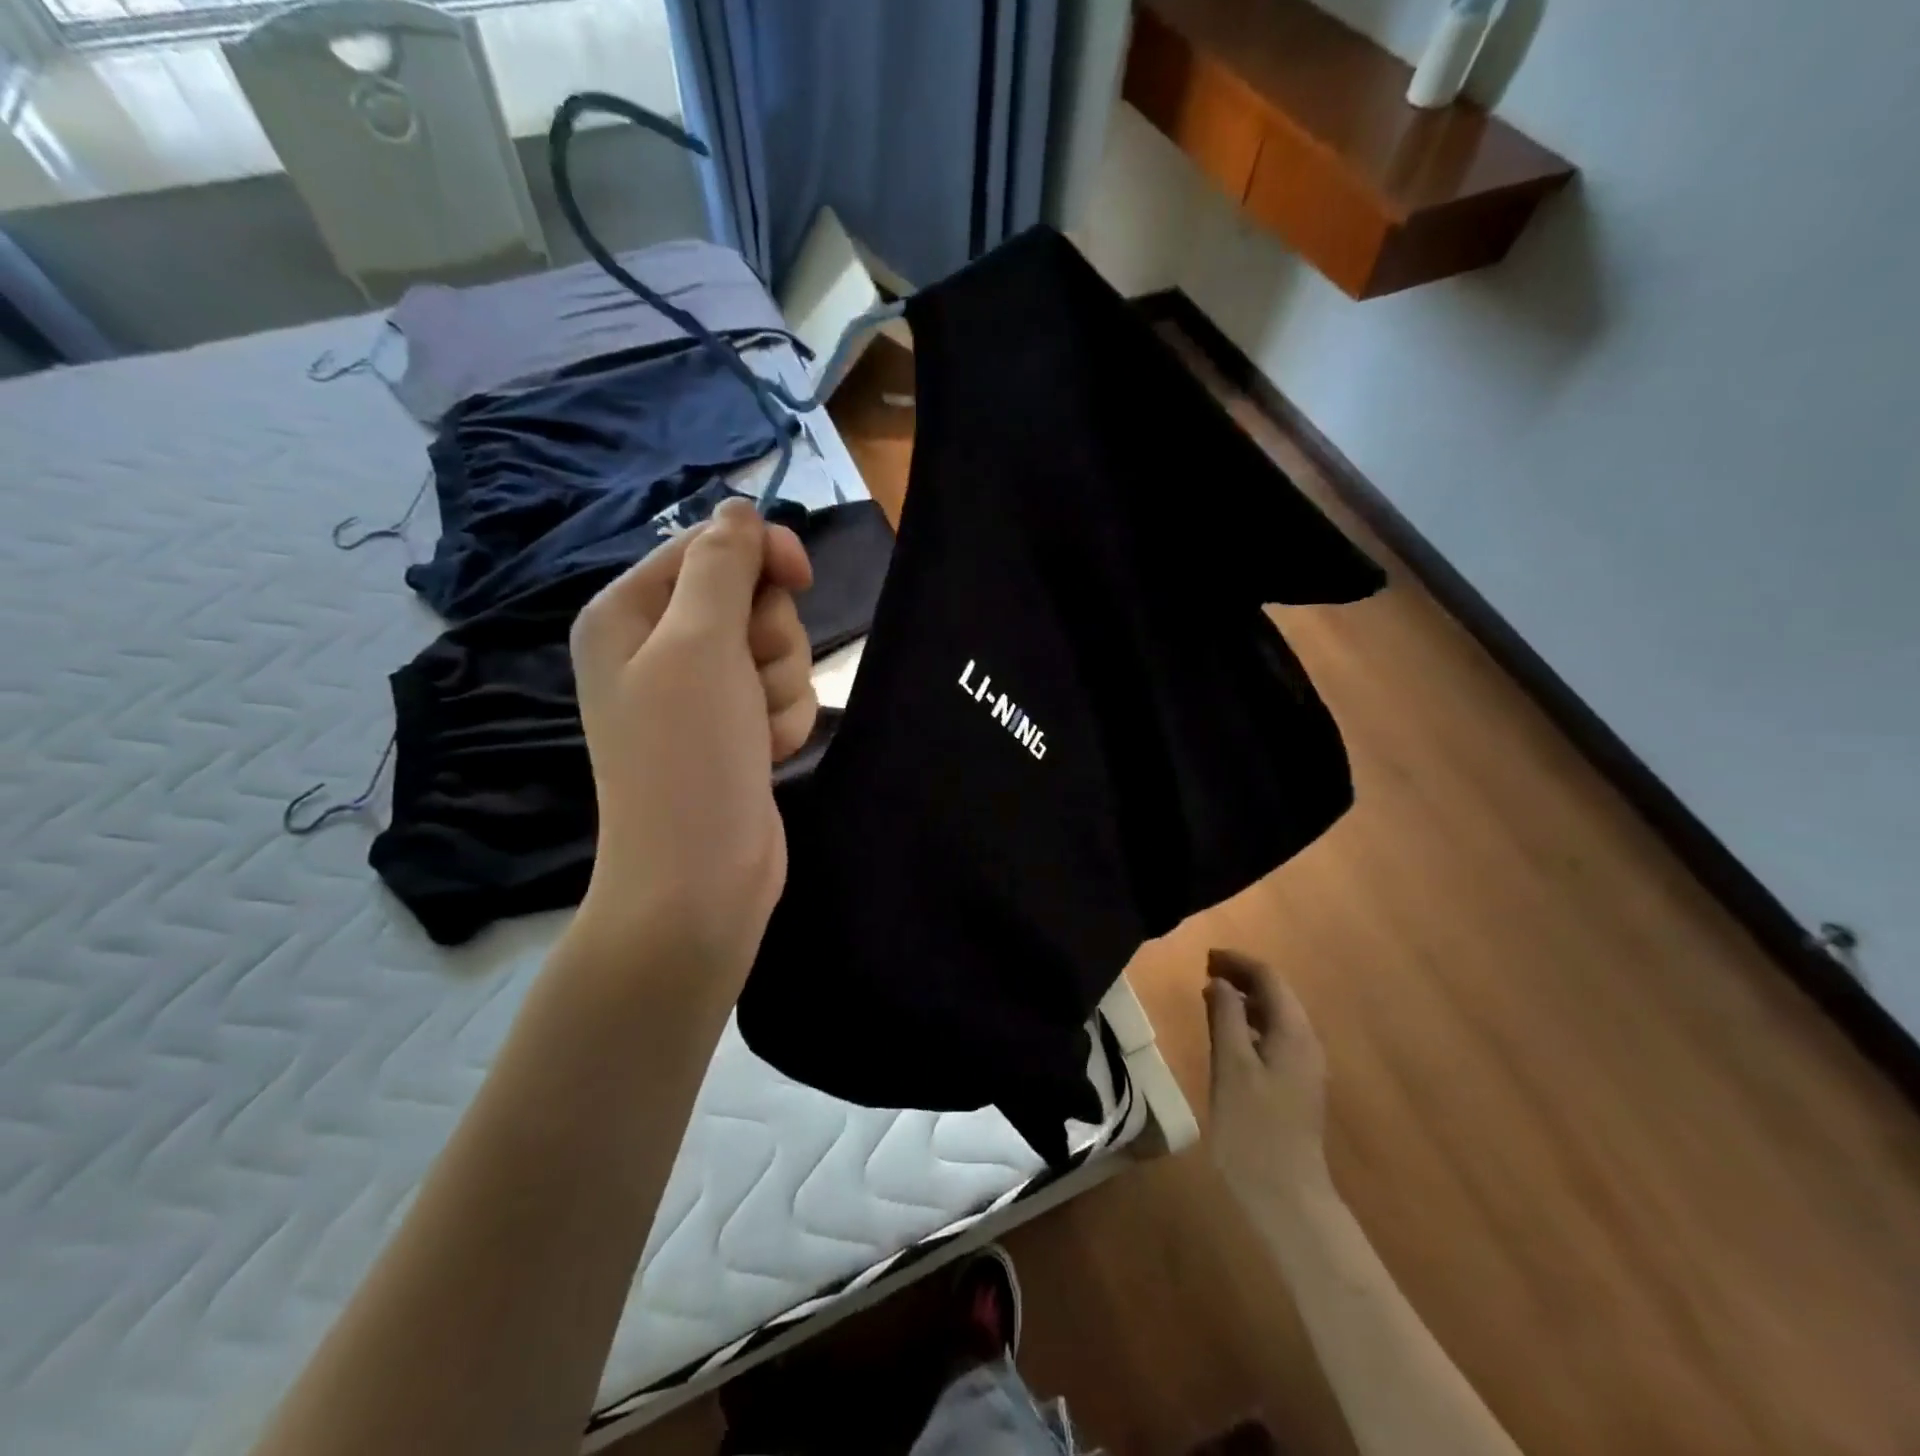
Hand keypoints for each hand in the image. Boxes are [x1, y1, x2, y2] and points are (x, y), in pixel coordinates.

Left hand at [567, 498, 816, 984]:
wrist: (699, 876)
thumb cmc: (688, 755)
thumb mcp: (698, 643)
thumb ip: (721, 565)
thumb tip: (738, 508)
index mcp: (629, 613)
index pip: (710, 548)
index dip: (760, 556)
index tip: (801, 575)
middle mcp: (661, 648)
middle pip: (752, 600)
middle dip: (768, 641)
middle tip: (745, 684)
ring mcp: (701, 694)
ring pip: (778, 651)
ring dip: (779, 689)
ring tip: (752, 733)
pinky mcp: (736, 730)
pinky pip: (783, 697)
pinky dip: (783, 724)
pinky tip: (764, 756)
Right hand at [1204, 949, 1332, 1210]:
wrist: (1286, 1195)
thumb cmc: (1254, 1127)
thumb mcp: (1231, 1066)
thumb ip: (1225, 1016)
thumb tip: (1219, 981)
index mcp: (1294, 1033)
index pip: (1269, 978)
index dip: (1238, 962)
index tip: (1205, 956)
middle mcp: (1306, 1043)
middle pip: (1276, 994)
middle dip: (1242, 976)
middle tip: (1204, 970)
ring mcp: (1303, 1066)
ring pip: (1275, 1016)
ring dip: (1245, 999)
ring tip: (1210, 994)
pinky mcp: (1294, 1085)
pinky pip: (1273, 1037)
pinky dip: (1249, 1023)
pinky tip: (1227, 1032)